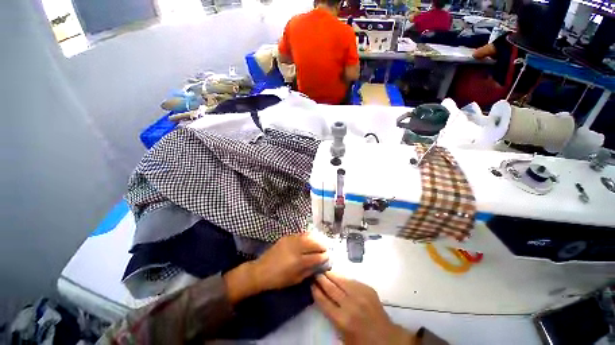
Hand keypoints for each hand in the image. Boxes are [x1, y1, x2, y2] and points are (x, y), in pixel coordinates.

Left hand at [252, 232, 328, 290]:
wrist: (261, 270)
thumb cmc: (279, 279)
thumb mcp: (296, 279)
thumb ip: (309, 270)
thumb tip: (320, 263)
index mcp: (298, 262)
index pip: (317, 256)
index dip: (325, 256)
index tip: (329, 256)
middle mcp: (296, 248)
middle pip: (314, 243)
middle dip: (323, 245)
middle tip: (328, 247)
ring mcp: (291, 240)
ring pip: (308, 236)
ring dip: (317, 238)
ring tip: (322, 241)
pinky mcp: (287, 236)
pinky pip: (301, 234)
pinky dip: (308, 235)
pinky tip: (312, 237)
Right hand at [312, 272, 414, 344]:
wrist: (386, 338)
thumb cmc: (362, 341)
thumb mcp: (342, 336)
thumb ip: (332, 317)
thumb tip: (323, 298)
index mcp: (342, 320)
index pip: (324, 301)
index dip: (316, 291)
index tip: (311, 283)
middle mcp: (350, 305)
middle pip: (331, 288)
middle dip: (322, 279)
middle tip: (316, 273)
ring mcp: (360, 295)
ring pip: (341, 280)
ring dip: (331, 274)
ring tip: (325, 270)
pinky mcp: (367, 289)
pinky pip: (352, 280)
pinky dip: (343, 277)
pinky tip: (338, 275)